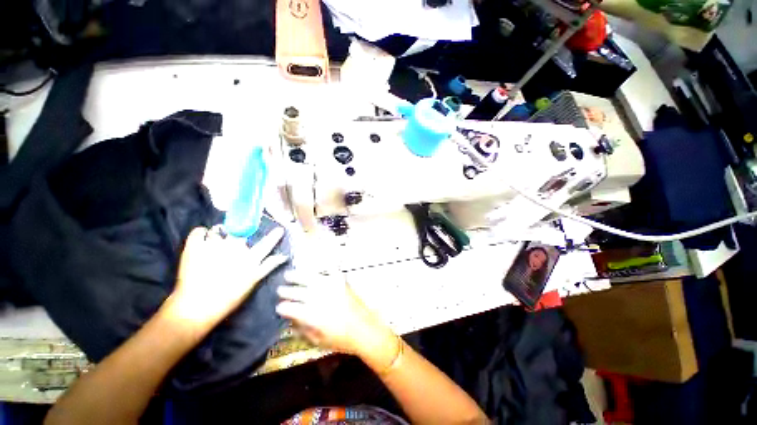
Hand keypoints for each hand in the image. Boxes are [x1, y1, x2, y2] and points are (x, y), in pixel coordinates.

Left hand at [165, 226, 287, 330]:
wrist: (196, 307)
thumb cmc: (229, 298)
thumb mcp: (253, 282)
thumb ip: (268, 266)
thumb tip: (283, 256)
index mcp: (250, 258)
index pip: (267, 244)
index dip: (273, 236)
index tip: (279, 230)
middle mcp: (236, 248)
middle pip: (242, 233)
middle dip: (239, 235)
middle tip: (232, 243)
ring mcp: (215, 246)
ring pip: (220, 230)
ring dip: (219, 235)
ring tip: (214, 244)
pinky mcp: (196, 246)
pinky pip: (200, 231)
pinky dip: (201, 233)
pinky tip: (202, 238)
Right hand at [276, 271, 395, 356]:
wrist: (364, 329)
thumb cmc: (341, 340)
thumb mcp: (317, 341)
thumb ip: (302, 329)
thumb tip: (290, 319)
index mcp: (311, 315)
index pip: (290, 308)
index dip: (282, 308)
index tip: (279, 308)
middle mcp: (318, 298)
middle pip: (297, 291)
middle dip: (286, 291)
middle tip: (280, 290)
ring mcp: (330, 287)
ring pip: (309, 278)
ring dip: (297, 276)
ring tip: (288, 274)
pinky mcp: (341, 282)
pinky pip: (330, 270)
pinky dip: (323, 267)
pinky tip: (316, 267)